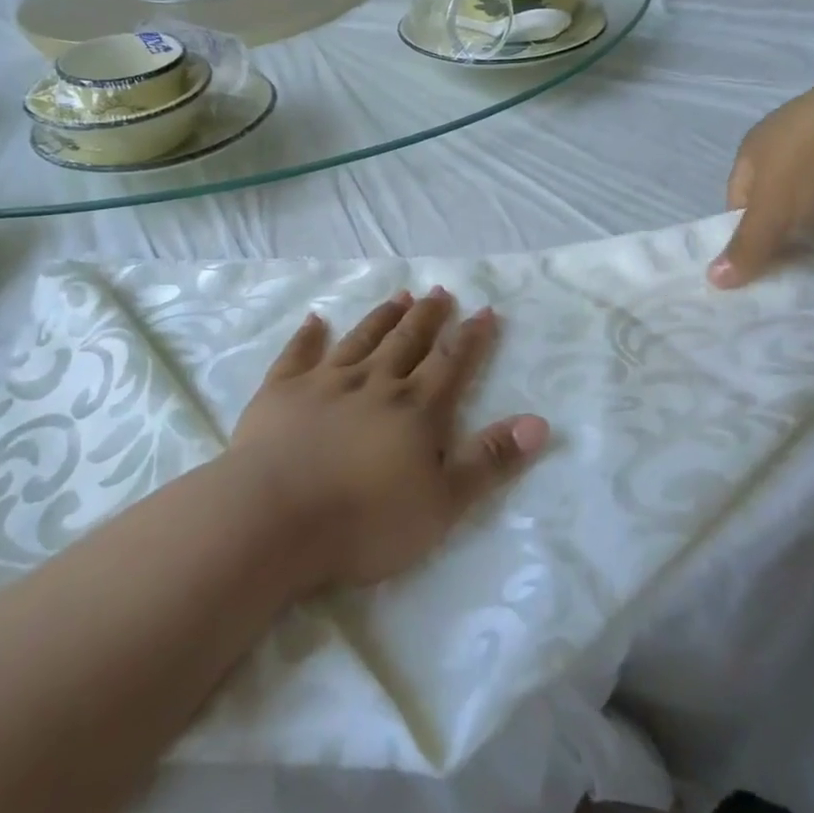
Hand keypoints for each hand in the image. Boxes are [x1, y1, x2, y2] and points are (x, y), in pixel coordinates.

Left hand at [228, 287, 548, 589]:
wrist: (274, 517)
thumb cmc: (365, 521)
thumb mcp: (443, 502)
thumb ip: (489, 460)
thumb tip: (539, 422)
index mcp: (414, 410)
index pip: (451, 363)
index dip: (471, 337)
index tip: (484, 310)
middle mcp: (373, 383)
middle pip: (407, 341)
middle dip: (427, 316)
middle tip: (439, 291)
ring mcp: (324, 383)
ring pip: (360, 339)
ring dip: (382, 317)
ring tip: (399, 295)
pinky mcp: (281, 391)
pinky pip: (298, 354)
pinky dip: (308, 335)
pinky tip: (315, 320)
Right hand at [708, 62, 813, 288]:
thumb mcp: (774, 213)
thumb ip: (747, 247)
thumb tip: (713, 279)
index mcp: (753, 145)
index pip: (738, 198)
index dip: (748, 231)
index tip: (768, 259)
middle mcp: (786, 130)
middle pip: (779, 189)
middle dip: (790, 221)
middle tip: (806, 251)